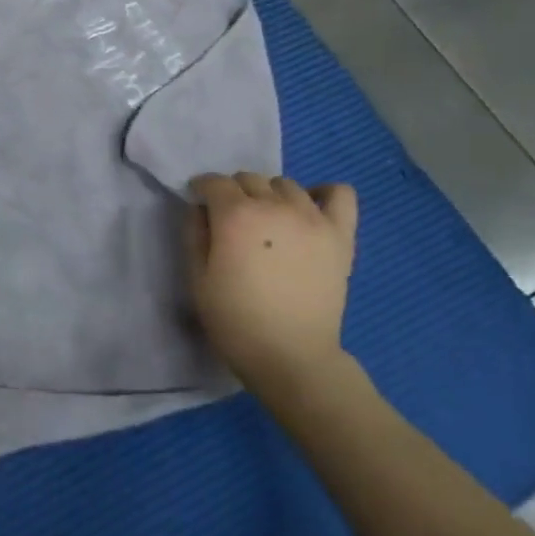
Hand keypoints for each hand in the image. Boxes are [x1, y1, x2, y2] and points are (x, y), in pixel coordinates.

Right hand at [185, 172, 358, 409]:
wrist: (291, 356)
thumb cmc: (235, 320)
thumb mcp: (196, 277)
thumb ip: (194, 233)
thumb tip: (201, 208)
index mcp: (236, 215)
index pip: (214, 182)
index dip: (202, 190)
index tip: (200, 206)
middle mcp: (274, 206)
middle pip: (249, 178)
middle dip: (234, 193)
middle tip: (232, 222)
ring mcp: (312, 218)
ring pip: (285, 184)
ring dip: (271, 195)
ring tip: (269, 223)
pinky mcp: (340, 235)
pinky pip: (340, 194)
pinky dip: (324, 194)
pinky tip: (310, 212)